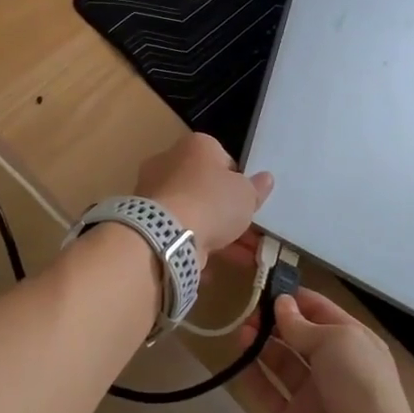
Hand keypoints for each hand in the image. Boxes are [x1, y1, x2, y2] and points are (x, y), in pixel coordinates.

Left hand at [134, 133, 273, 265]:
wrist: (167, 233)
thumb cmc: (212, 201)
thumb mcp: (246, 194)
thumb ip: (256, 188)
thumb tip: (265, 179)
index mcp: (195, 145)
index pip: (222, 158)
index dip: (239, 180)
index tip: (249, 201)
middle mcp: (170, 161)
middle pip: (205, 186)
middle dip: (228, 211)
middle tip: (250, 232)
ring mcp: (155, 191)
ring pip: (193, 210)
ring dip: (217, 232)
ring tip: (244, 256)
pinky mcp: (148, 219)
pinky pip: (178, 230)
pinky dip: (195, 245)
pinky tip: (213, 266)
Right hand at [238, 288, 413, 412]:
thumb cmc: (359, 384)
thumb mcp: (336, 340)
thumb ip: (303, 324)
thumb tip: (281, 304)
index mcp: (354, 343)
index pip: (322, 312)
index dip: (297, 298)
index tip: (268, 285)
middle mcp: (334, 367)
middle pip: (299, 336)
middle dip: (275, 320)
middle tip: (248, 308)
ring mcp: (312, 394)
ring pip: (282, 362)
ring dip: (262, 344)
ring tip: (241, 329)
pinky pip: (268, 391)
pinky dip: (253, 374)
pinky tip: (237, 356)